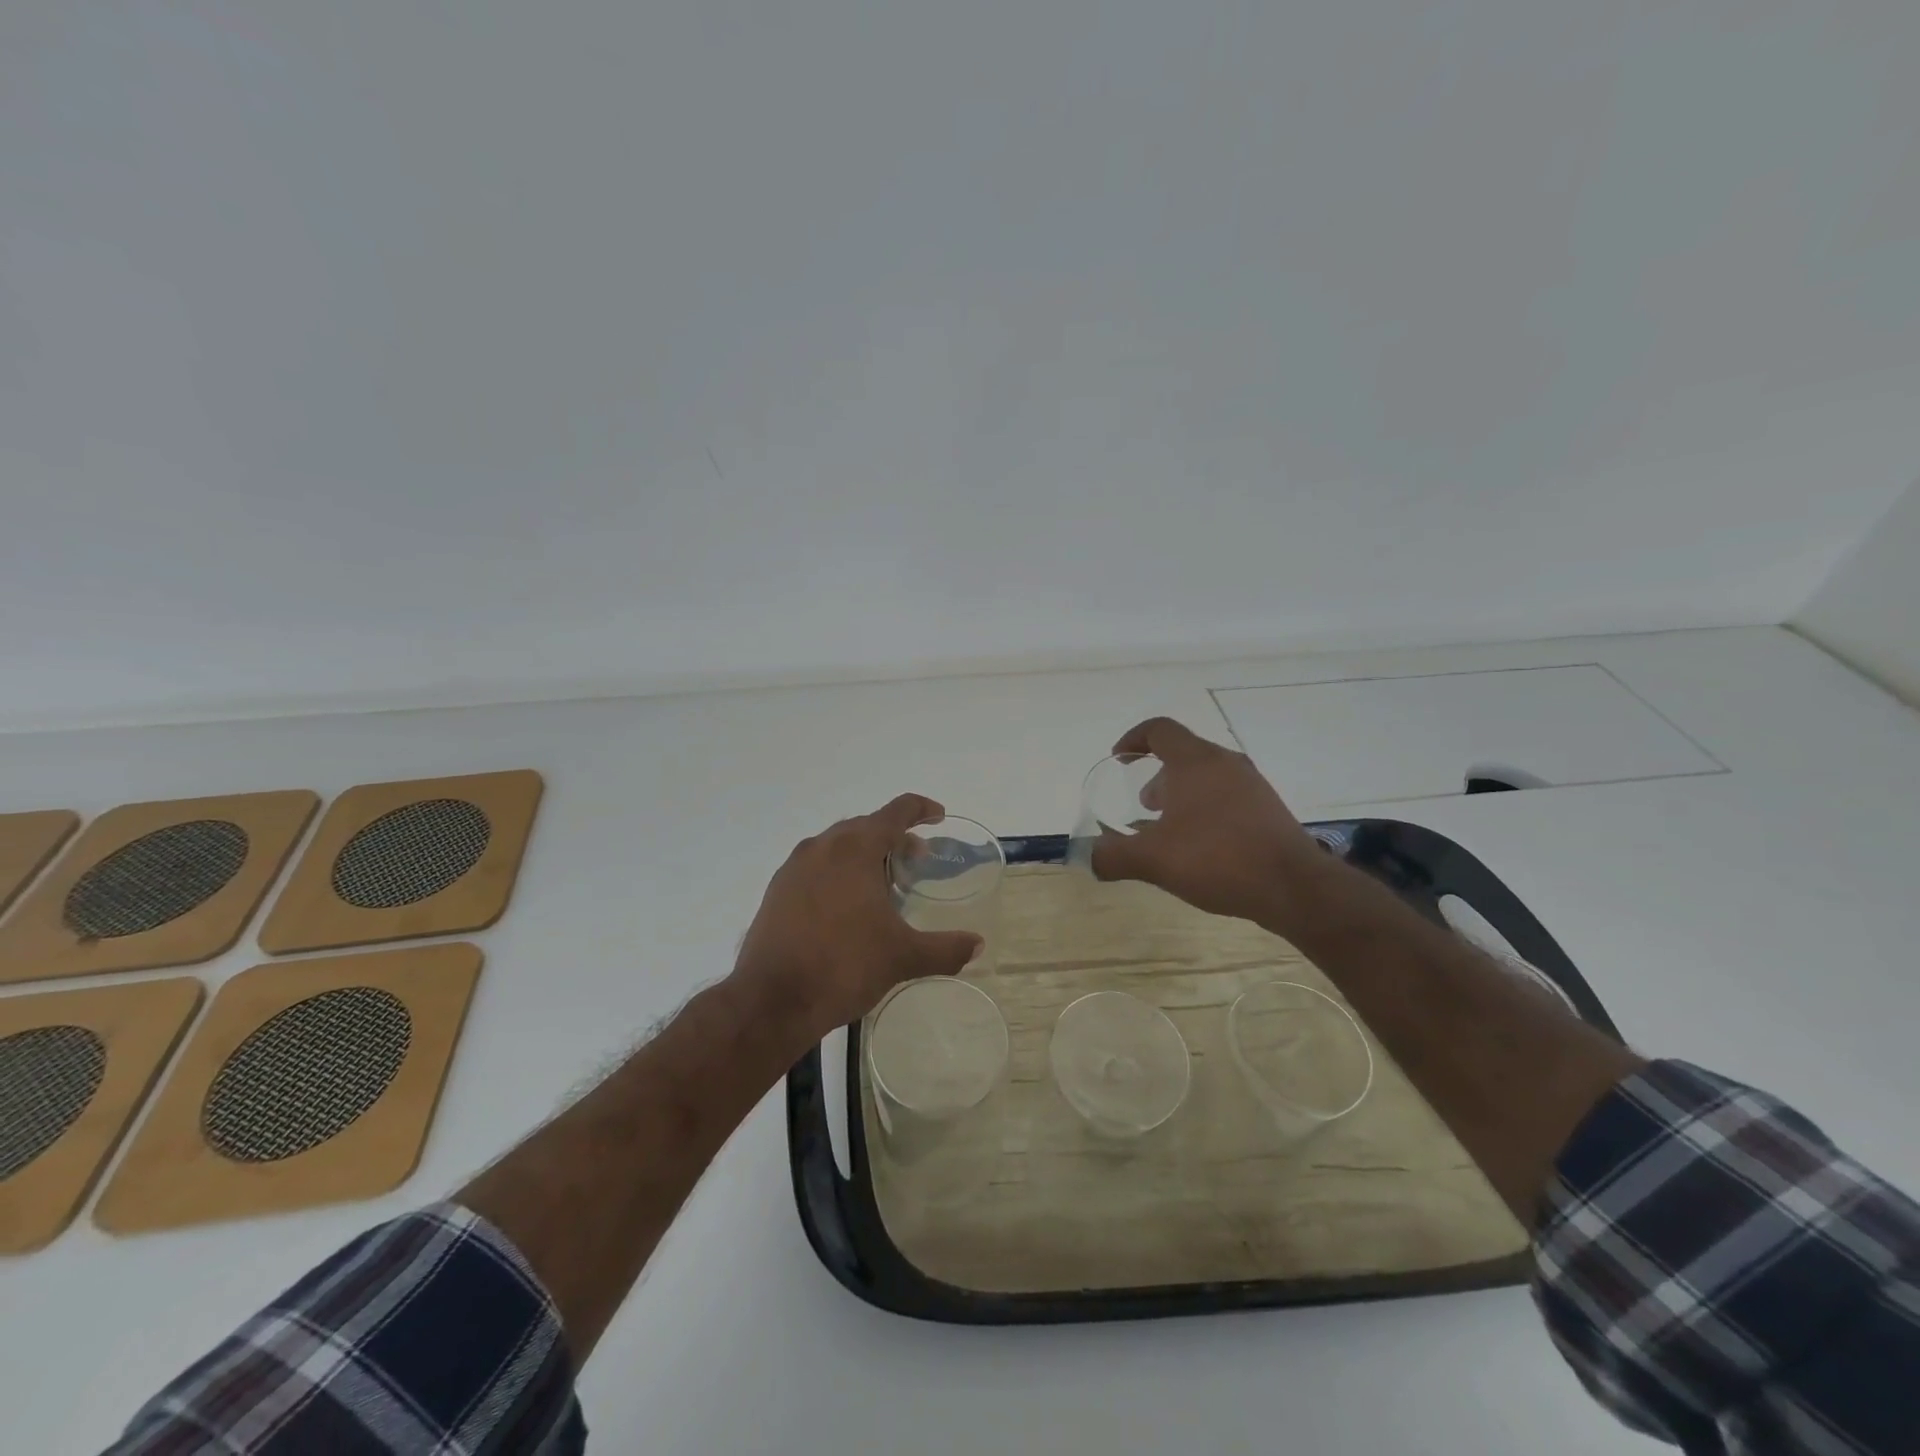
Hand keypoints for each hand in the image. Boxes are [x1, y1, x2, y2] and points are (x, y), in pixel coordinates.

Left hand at [733, 794, 982, 1037]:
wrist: (772, 1000)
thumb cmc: (844, 966)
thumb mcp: (903, 957)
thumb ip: (945, 948)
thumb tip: (977, 944)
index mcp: (855, 848)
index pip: (896, 812)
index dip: (921, 809)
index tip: (939, 816)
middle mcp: (822, 847)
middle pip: (866, 826)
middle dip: (894, 837)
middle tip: (916, 859)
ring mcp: (794, 867)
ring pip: (837, 845)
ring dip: (864, 854)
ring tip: (882, 884)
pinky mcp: (776, 890)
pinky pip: (815, 866)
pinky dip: (838, 872)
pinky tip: (846, 906)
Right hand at [1090, 717, 1329, 928]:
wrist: (1293, 887)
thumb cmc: (1217, 859)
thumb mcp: (1153, 861)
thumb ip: (1113, 856)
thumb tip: (1088, 856)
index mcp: (1194, 762)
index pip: (1160, 729)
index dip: (1134, 739)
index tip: (1119, 760)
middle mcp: (1225, 763)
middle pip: (1183, 752)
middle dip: (1157, 774)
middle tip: (1143, 805)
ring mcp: (1252, 784)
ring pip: (1207, 775)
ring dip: (1181, 793)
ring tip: (1169, 828)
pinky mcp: (1268, 808)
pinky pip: (1227, 795)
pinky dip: (1205, 807)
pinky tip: (1201, 845)